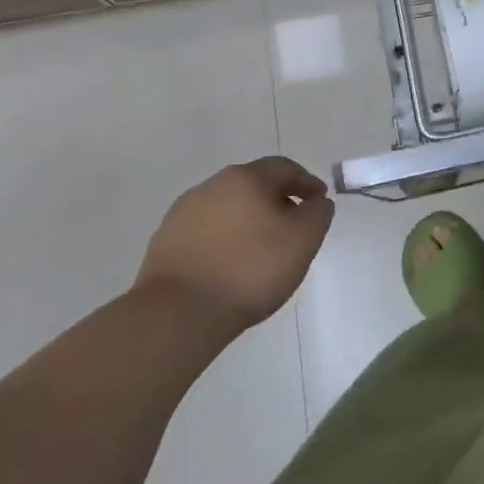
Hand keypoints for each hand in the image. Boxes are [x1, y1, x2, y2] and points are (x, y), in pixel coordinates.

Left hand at [136, 157, 335, 337]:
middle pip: (253, 184)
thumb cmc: (251, 269)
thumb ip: (318, 213)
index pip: (285, 168)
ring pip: (227, 208)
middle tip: (293, 226)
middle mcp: (212, 186)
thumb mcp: (304, 239)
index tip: (319, 204)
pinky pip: (205, 232)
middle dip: (277, 200)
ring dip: (248, 220)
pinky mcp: (164, 243)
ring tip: (261, 250)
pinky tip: (230, 265)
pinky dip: (224, 240)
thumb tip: (315, 203)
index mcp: (246, 177)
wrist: (178, 314)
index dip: (307, 183)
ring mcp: (182, 214)